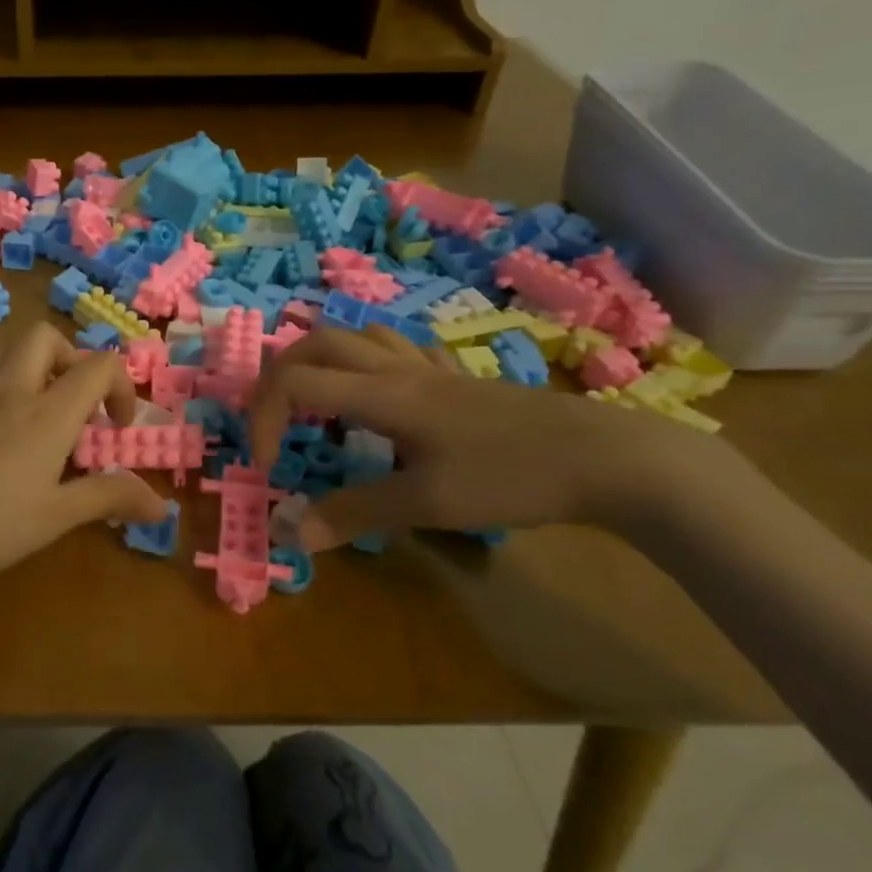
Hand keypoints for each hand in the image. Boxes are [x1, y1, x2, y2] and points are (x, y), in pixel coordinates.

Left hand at [0, 323, 169, 609]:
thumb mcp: (55, 517)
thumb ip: (109, 499)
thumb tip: (162, 506)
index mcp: (46, 411)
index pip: (97, 365)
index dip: (121, 386)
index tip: (118, 429)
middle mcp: (10, 392)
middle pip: (44, 337)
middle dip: (73, 359)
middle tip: (79, 407)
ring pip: (9, 351)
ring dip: (39, 368)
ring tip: (46, 419)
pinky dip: (10, 392)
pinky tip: (7, 445)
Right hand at [248, 325, 719, 548]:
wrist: (608, 457)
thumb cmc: (512, 474)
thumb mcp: (428, 502)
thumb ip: (355, 513)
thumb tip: (294, 534)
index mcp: (381, 393)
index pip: (294, 381)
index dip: (263, 418)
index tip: (268, 466)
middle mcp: (397, 370)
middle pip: (317, 342)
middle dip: (279, 376)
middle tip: (274, 423)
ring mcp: (431, 371)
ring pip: (358, 337)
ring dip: (321, 362)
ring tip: (317, 407)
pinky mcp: (458, 382)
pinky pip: (398, 352)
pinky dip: (368, 365)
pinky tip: (379, 398)